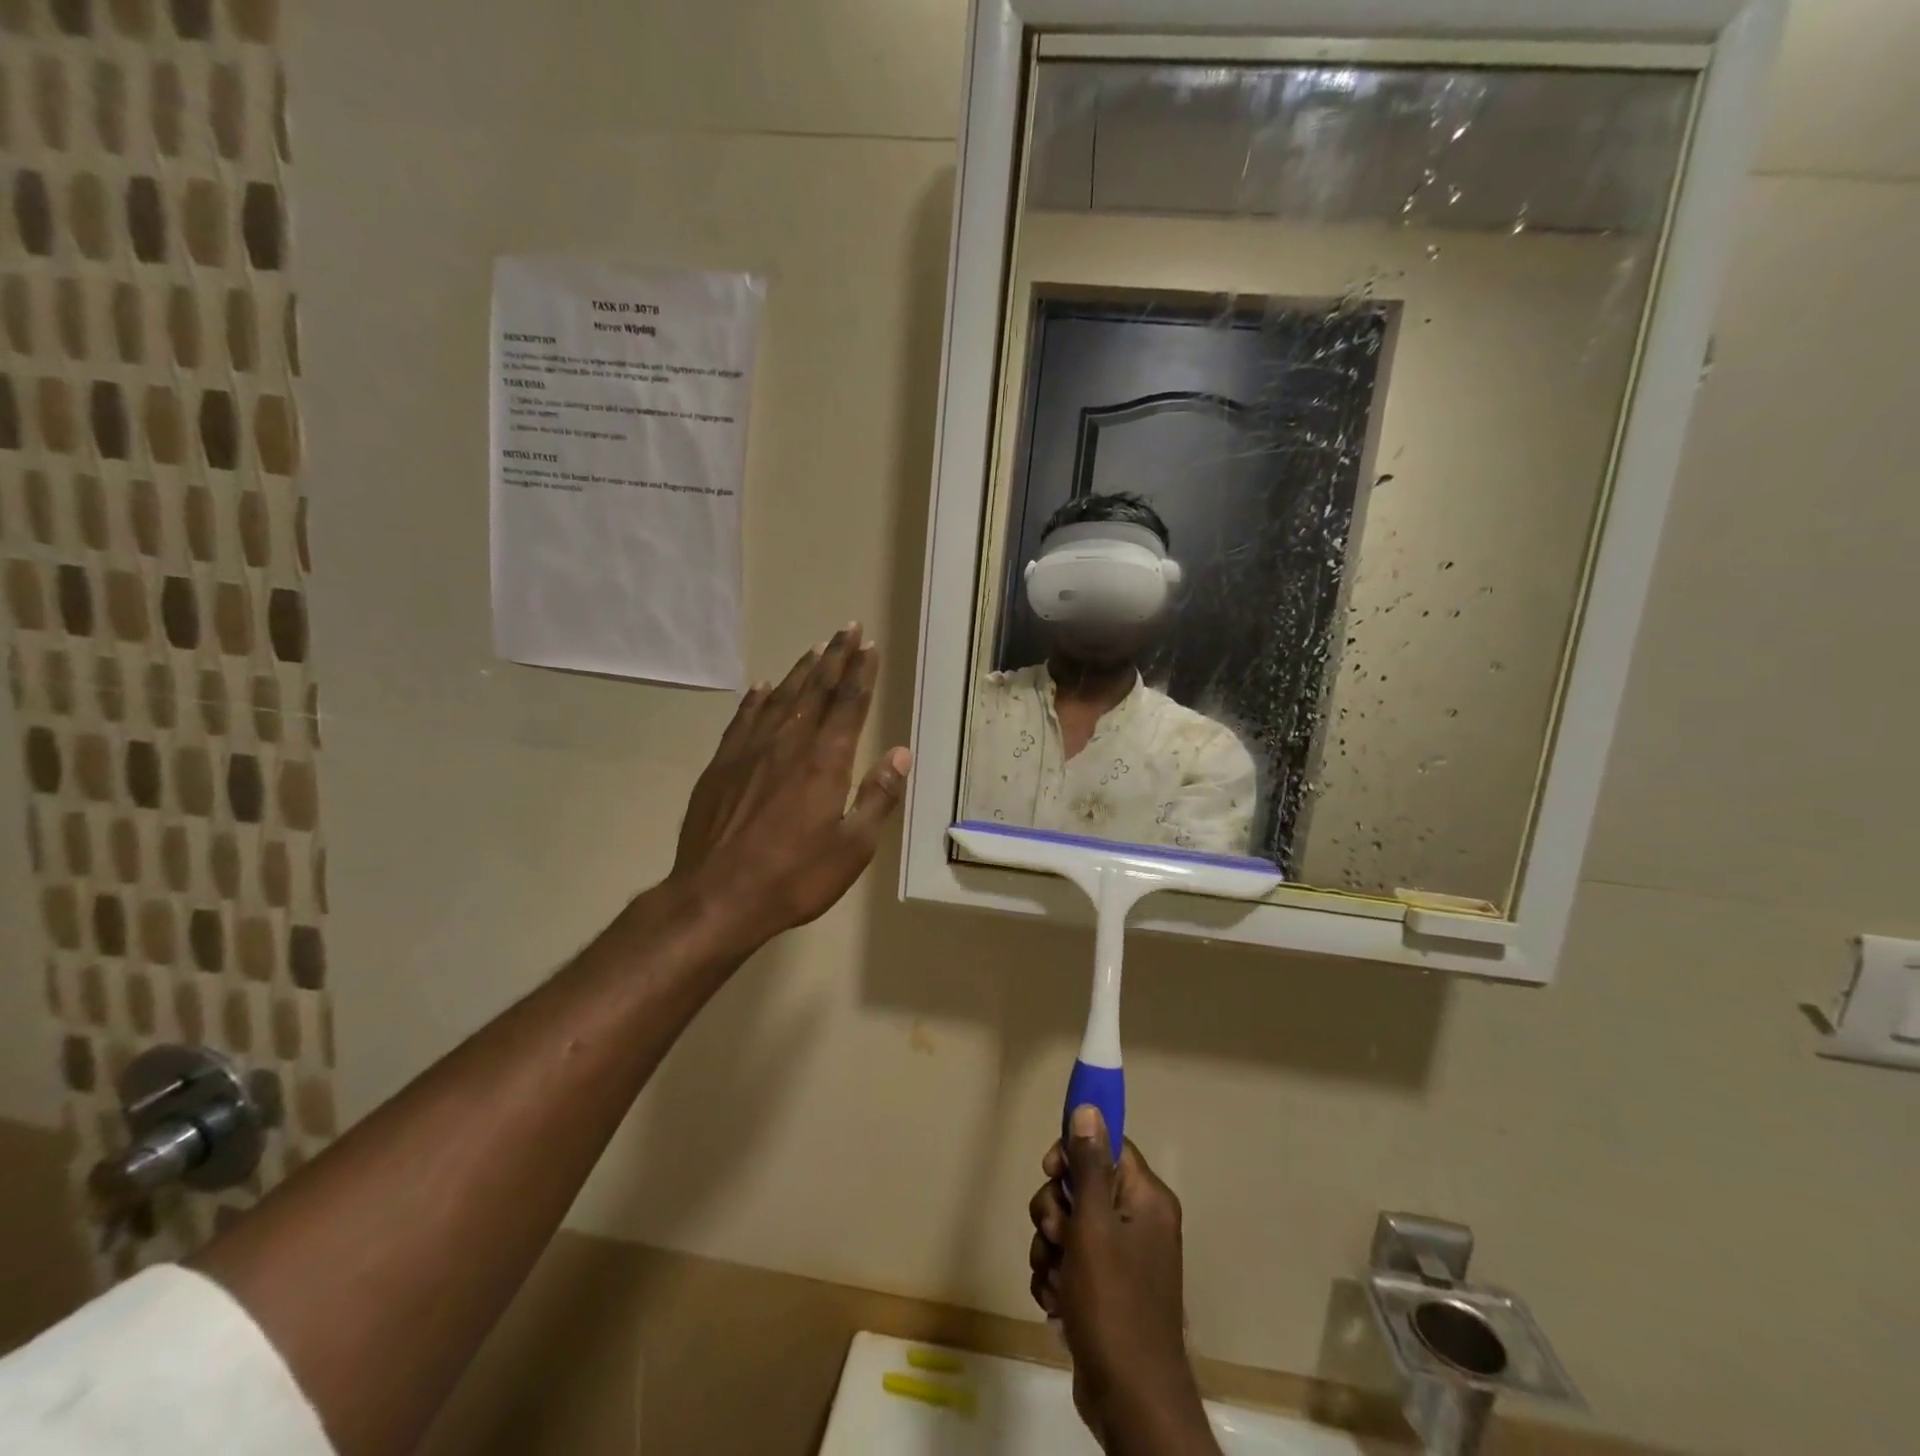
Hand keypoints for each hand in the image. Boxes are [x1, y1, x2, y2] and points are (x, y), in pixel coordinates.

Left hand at [668, 624, 910, 955]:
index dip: (860, 673)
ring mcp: (750, 752)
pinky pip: (743, 720)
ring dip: (801, 671)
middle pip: (816, 691)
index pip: (848, 705)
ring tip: (815, 648)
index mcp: (825, 762)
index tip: (868, 645)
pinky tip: (762, 688)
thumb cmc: (794, 878)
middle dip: (834, 658)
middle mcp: (788, 745)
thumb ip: (878, 798)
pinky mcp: (721, 766)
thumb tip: (901, 754)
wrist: (716, 897)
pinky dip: (756, 700)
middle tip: (847, 628)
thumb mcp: (852, 848)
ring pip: (780, 698)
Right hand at [1029, 1109, 1213, 1454]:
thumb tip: (1089, 1107)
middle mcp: (1138, 1221)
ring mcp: (1123, 1258)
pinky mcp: (1106, 1289)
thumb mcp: (1093, 1227)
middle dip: (1055, 1211)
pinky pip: (1070, 1262)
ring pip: (1069, 1226)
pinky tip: (1057, 1303)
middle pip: (1081, 1186)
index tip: (1050, 1170)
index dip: (1072, 1152)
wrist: (1130, 1400)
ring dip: (1051, 1249)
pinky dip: (1057, 1278)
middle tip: (1056, 1237)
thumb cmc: (1113, 1304)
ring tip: (1056, 1281)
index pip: (1106, 1146)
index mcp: (1146, 1198)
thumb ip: (1088, 1165)